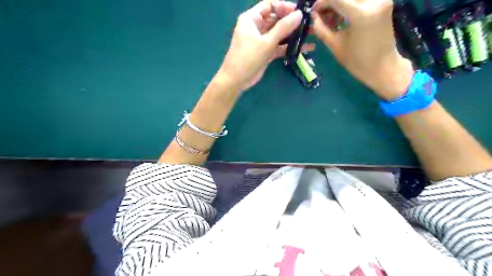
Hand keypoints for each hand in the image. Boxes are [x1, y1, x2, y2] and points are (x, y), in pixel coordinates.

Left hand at [218, 0, 314, 92]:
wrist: (236, 80)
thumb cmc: (247, 58)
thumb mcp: (266, 42)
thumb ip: (283, 28)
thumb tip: (299, 14)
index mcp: (252, 18)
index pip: (270, 5)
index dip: (285, 7)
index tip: (300, 12)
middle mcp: (257, 27)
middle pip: (276, 19)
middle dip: (292, 21)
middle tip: (310, 23)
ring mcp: (262, 40)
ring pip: (279, 34)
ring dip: (293, 34)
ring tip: (311, 34)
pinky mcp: (266, 52)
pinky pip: (280, 46)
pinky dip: (290, 47)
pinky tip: (306, 48)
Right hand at [313, 0, 411, 99]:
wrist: (382, 66)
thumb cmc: (357, 61)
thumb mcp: (335, 45)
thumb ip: (321, 28)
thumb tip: (312, 16)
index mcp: (361, 14)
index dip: (321, 2)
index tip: (313, 11)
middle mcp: (374, 0)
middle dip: (330, 1)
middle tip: (321, 14)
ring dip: (340, 3)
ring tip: (331, 17)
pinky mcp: (384, 1)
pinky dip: (350, 4)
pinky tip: (342, 16)